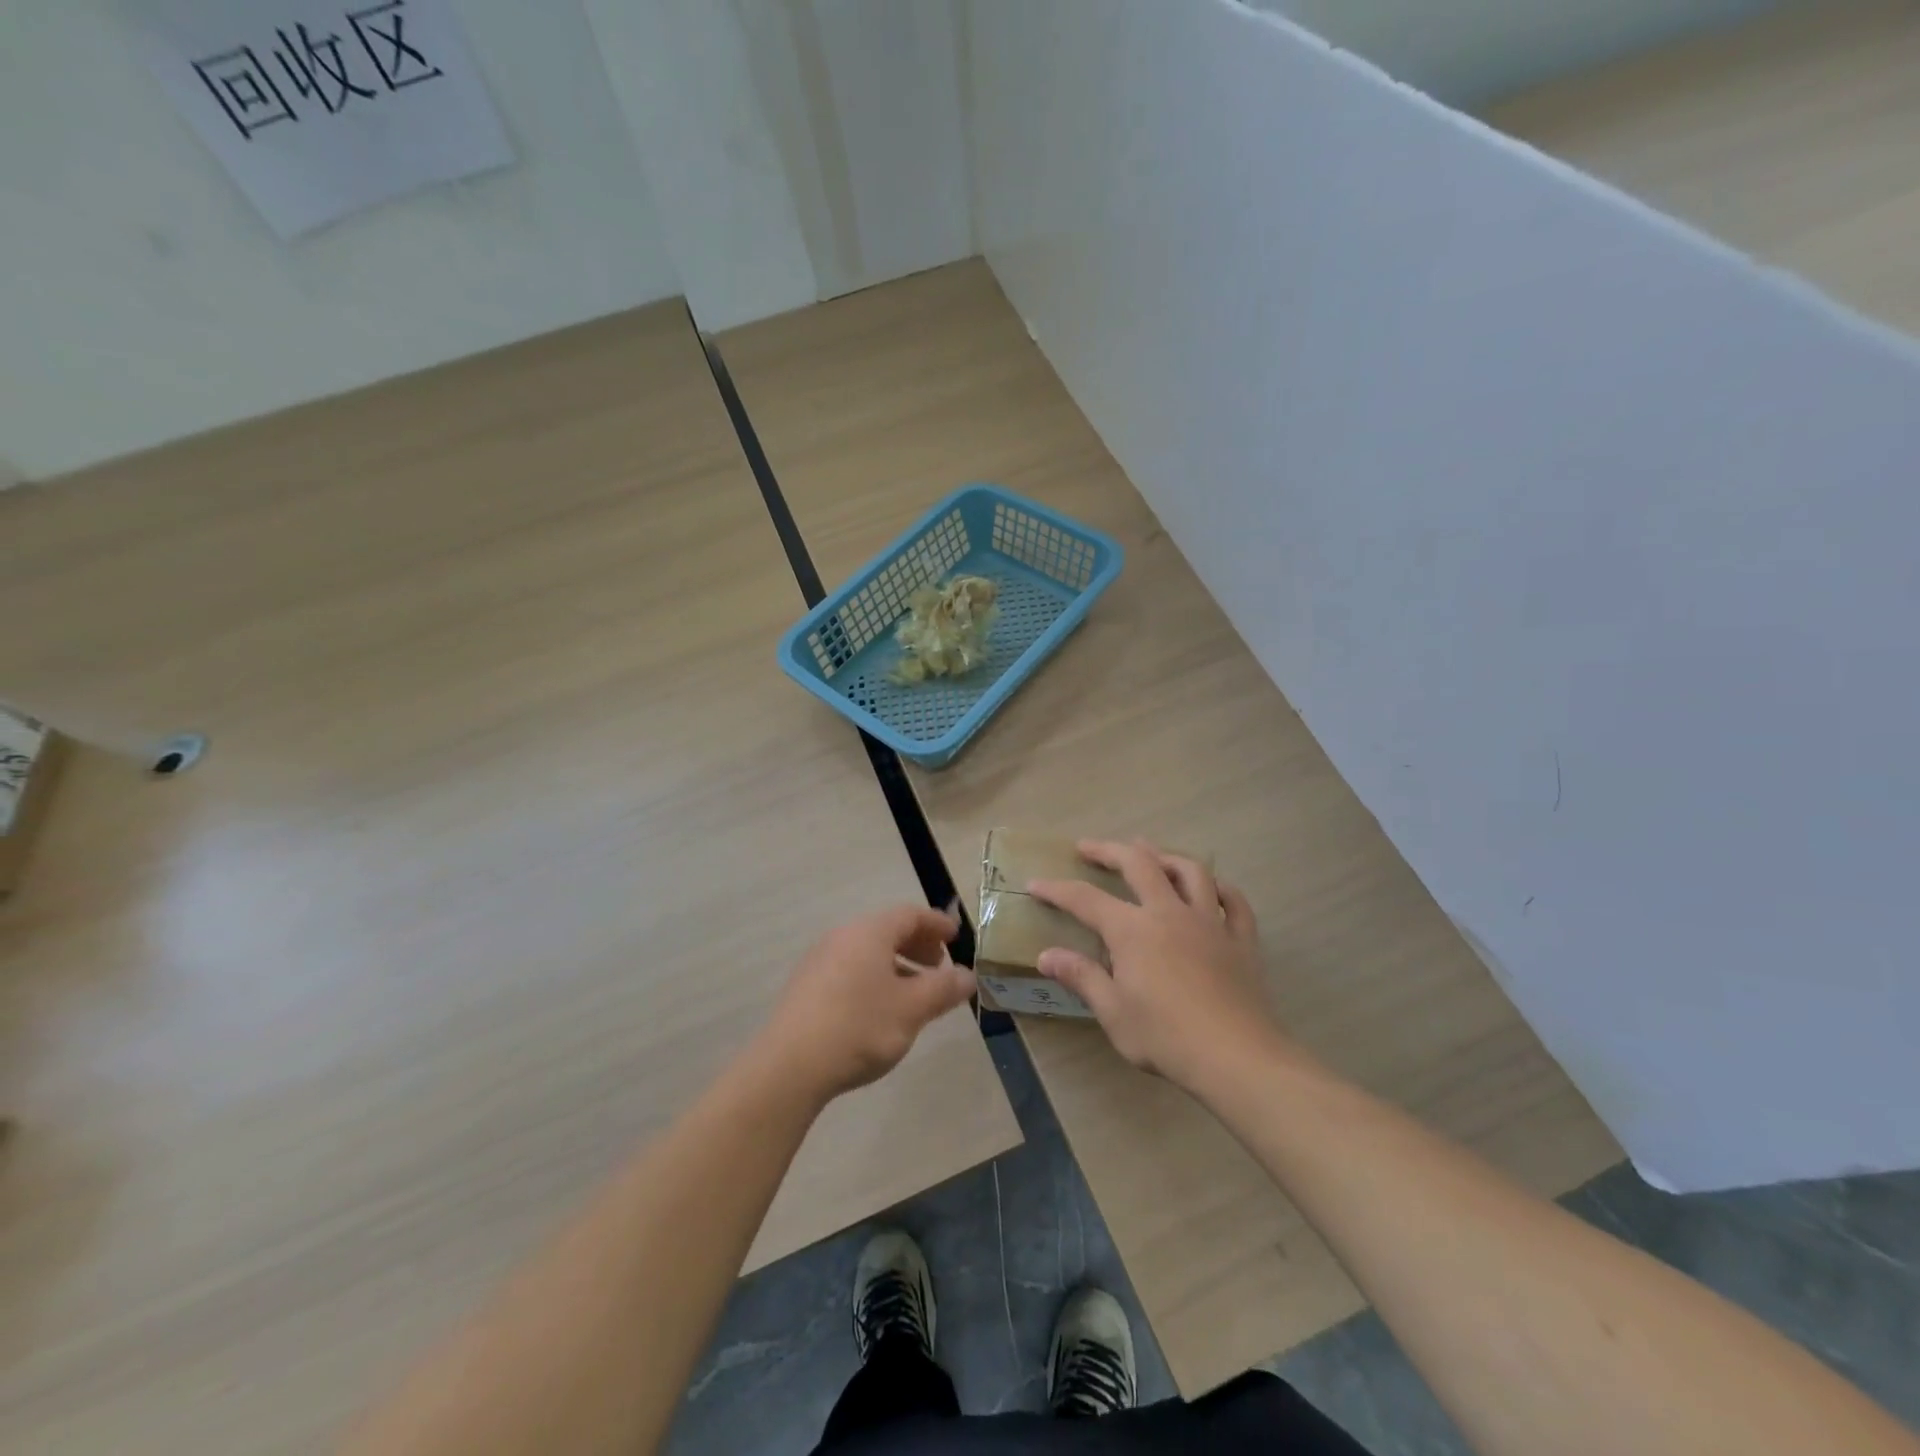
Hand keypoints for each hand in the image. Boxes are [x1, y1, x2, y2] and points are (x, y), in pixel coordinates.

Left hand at [758, 905, 976, 1101]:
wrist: (789, 1067)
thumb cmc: (859, 1027)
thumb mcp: (912, 1009)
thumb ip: (943, 988)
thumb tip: (968, 975)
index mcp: (869, 932)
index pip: (909, 914)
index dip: (936, 923)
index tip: (955, 938)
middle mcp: (842, 937)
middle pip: (887, 930)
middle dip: (918, 945)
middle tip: (939, 968)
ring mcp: (820, 961)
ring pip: (868, 952)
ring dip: (896, 965)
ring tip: (914, 994)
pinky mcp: (806, 987)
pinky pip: (850, 969)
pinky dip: (874, 978)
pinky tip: (880, 1010)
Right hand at [1029, 839, 1283, 1090]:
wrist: (1236, 1058)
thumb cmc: (1166, 1037)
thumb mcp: (1113, 1012)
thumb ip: (1081, 977)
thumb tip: (1046, 955)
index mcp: (1132, 930)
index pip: (1085, 899)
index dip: (1057, 889)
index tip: (1036, 883)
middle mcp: (1169, 913)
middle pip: (1138, 864)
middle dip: (1109, 850)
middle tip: (1088, 847)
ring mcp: (1210, 922)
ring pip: (1190, 871)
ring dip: (1166, 857)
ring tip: (1151, 855)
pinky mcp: (1241, 940)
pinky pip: (1235, 902)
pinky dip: (1221, 889)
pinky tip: (1213, 889)